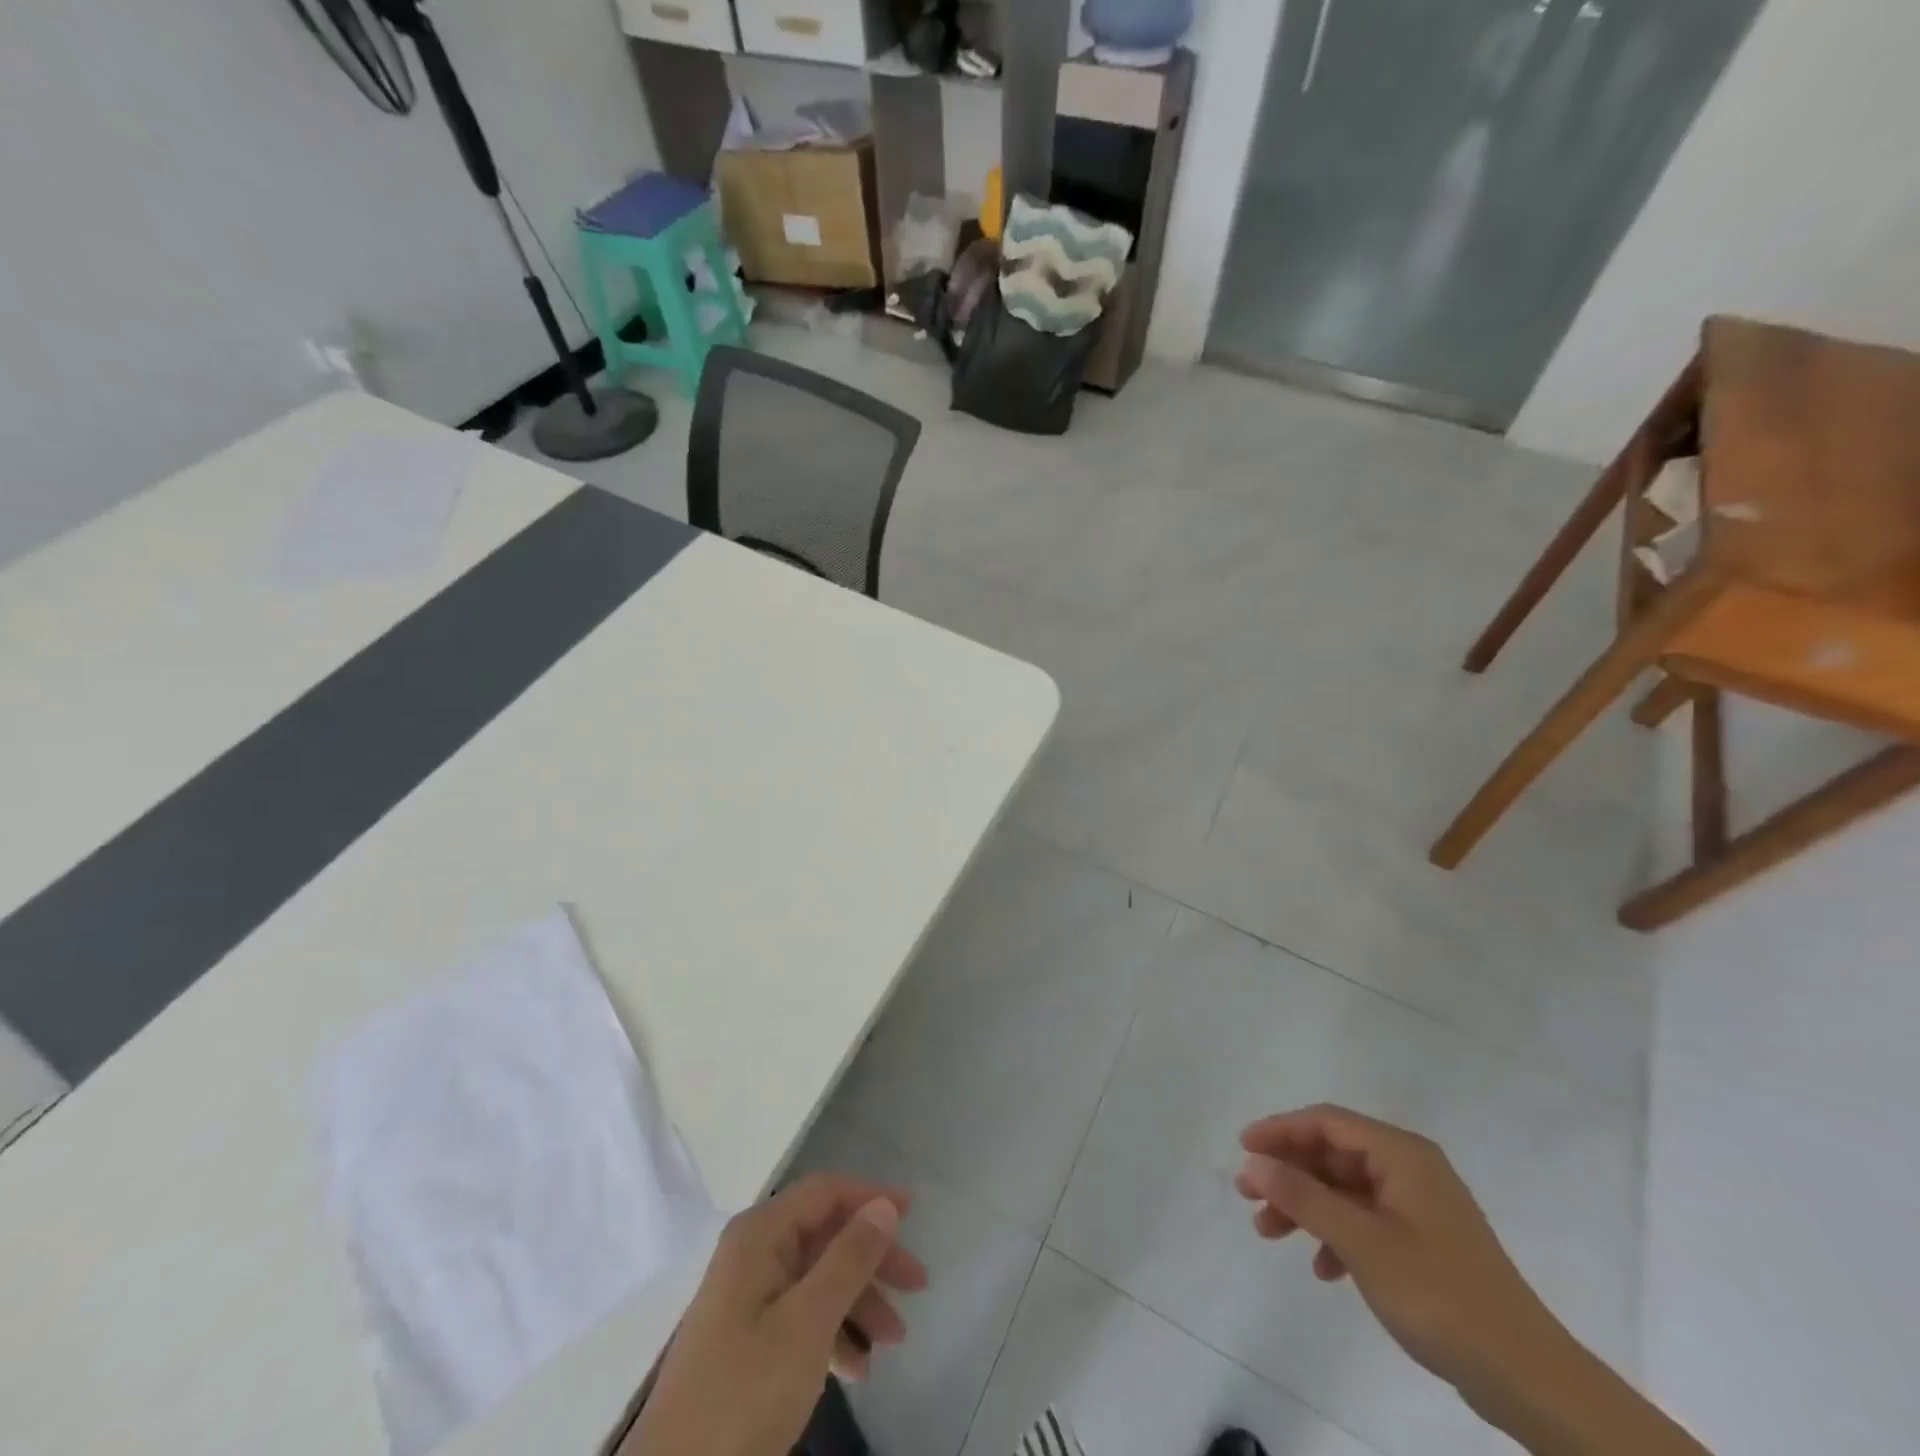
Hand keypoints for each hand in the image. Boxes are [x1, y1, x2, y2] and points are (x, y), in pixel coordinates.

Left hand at [623, 1173, 928, 1455]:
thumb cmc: (745, 1391)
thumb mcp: (808, 1322)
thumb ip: (849, 1258)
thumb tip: (883, 1205)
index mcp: (760, 1235)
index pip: (825, 1192)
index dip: (870, 1195)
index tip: (913, 1213)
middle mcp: (754, 1254)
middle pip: (826, 1235)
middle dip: (873, 1257)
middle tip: (917, 1285)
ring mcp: (749, 1298)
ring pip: (818, 1278)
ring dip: (859, 1301)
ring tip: (895, 1339)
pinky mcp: (747, 1341)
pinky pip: (802, 1316)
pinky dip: (834, 1333)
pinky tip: (857, 1368)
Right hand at [1235, 1105, 1567, 1409]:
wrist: (1528, 1379)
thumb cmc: (1440, 1295)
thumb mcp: (1361, 1243)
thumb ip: (1303, 1196)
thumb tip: (1251, 1160)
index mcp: (1401, 1154)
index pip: (1326, 1121)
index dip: (1279, 1130)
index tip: (1242, 1148)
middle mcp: (1410, 1168)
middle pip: (1332, 1154)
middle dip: (1288, 1173)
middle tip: (1248, 1195)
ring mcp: (1419, 1206)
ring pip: (1344, 1189)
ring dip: (1306, 1206)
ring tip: (1270, 1232)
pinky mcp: (1425, 1242)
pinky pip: (1365, 1221)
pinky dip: (1336, 1235)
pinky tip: (1322, 1268)